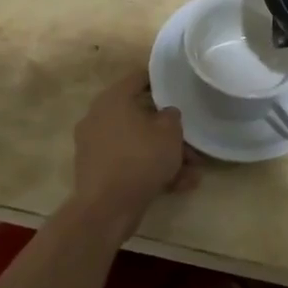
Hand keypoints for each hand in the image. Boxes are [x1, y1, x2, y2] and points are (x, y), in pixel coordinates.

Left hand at [69, 73, 199, 234]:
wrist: (106, 208)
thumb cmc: (140, 158)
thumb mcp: (169, 132)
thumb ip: (172, 116)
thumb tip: (166, 114)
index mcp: (112, 99)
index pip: (139, 78)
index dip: (161, 80)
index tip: (179, 85)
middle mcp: (99, 117)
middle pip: (140, 116)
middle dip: (169, 131)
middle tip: (192, 142)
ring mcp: (95, 146)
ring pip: (138, 143)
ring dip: (165, 155)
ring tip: (192, 173)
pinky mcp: (97, 171)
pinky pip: (129, 162)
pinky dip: (150, 170)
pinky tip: (178, 186)